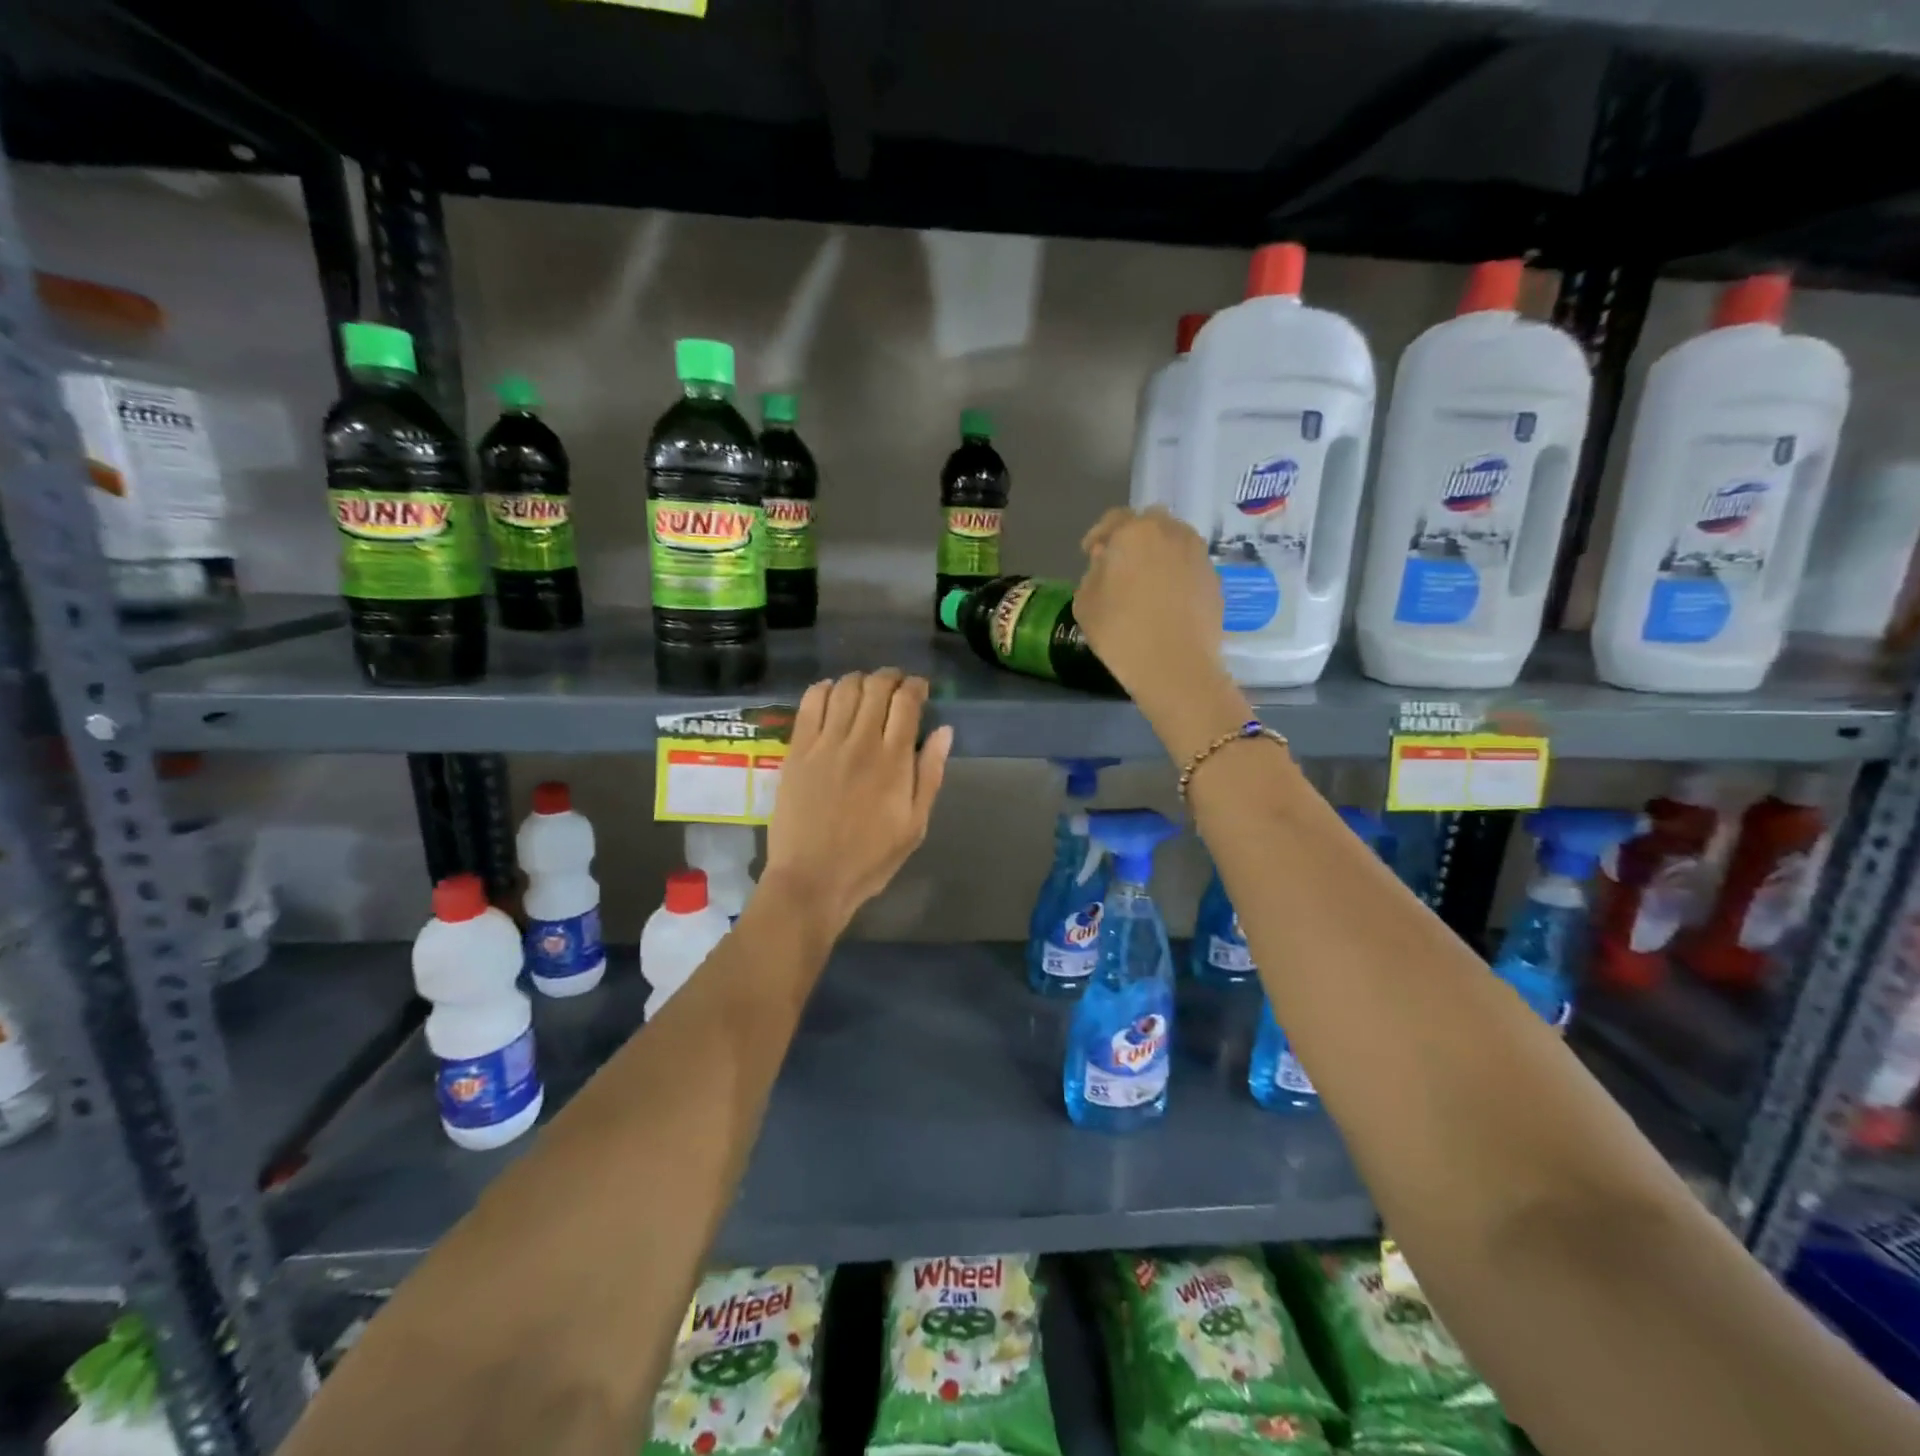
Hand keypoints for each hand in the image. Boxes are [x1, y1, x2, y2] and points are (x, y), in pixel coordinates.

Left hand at [764, 670, 952, 933]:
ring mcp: (825, 744)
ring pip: (844, 689)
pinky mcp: (797, 750)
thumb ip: (931, 774)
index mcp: (894, 760)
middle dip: (890, 678)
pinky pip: (810, 703)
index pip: (907, 702)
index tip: (919, 689)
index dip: (916, 686)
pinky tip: (831, 693)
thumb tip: (944, 731)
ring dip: (860, 680)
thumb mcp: (915, 825)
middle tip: (895, 685)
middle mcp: (860, 742)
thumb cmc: (870, 858)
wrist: (812, 879)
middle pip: (876, 687)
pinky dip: (823, 689)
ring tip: (865, 688)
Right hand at [1074, 507, 1223, 699]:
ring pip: (1174, 542)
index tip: (1090, 554)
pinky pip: (1189, 566)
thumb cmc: (1120, 632)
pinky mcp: (1215, 579)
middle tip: (1121, 564)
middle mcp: (1171, 533)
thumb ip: (1093, 573)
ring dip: (1159, 553)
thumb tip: (1107, 563)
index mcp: (1134, 532)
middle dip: (1133, 538)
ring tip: (1146, 581)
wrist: (1175, 666)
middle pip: (1150, 523)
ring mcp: (1198, 555)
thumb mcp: (1085, 602)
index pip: (1113, 520)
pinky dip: (1177, 574)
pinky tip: (1167, 599)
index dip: (1099, 535)